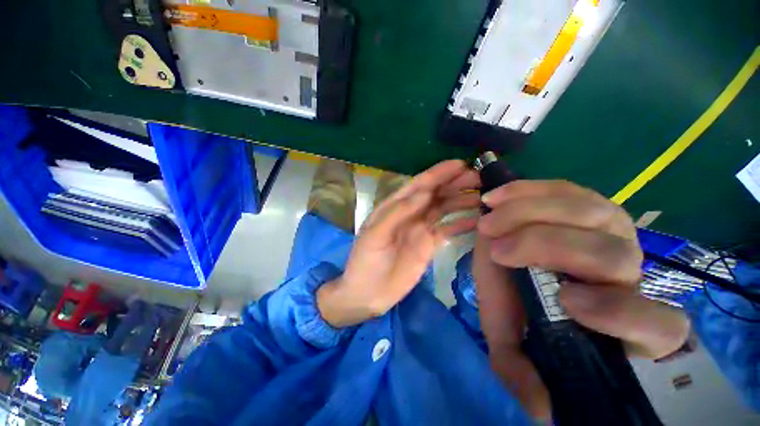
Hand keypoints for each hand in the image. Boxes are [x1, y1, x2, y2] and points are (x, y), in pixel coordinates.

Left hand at [317, 160, 480, 327]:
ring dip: (461, 201)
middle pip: (435, 194)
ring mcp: (421, 229)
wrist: (368, 293)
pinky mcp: (429, 245)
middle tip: (478, 178)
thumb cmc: (365, 261)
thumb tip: (424, 192)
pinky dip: (462, 224)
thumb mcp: (375, 234)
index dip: (438, 173)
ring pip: (444, 209)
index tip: (460, 164)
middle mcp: (410, 213)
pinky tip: (477, 220)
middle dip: (454, 184)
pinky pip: (448, 230)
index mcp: (394, 207)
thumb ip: (398, 212)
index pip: (418, 185)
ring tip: (483, 196)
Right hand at [474, 179, 689, 419]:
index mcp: (616, 316)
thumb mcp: (509, 335)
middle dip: (545, 246)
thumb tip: (539, 411)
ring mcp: (610, 227)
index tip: (565, 302)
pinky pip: (565, 188)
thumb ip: (520, 369)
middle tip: (496, 247)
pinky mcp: (582, 199)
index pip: (660, 325)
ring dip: (528, 215)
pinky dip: (526, 191)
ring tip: (488, 221)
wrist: (502, 253)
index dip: (622, 314)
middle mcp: (626, 270)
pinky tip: (497, 198)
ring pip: (591, 213)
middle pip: (613, 255)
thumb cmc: (511, 298)